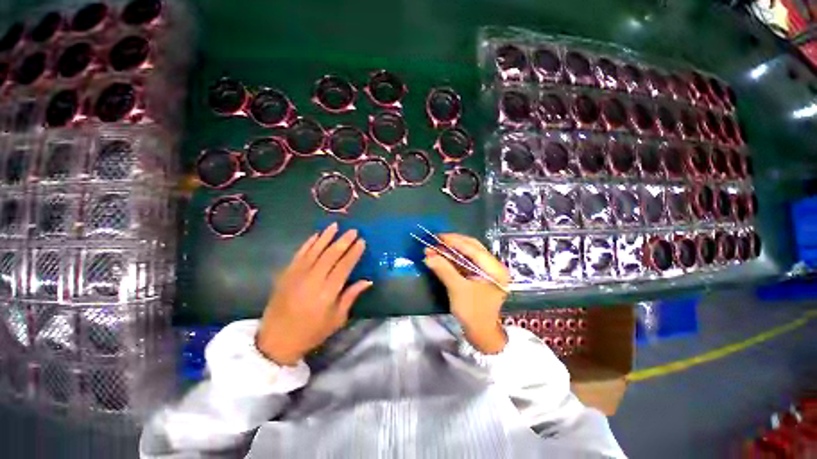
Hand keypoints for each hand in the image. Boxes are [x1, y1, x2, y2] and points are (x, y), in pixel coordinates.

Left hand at [256, 223, 371, 365]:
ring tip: (335, 225)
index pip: (344, 267)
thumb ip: (351, 296)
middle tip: (353, 230)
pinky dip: (308, 243)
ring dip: (326, 236)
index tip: (362, 242)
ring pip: (314, 250)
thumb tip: (367, 280)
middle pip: (330, 255)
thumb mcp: (337, 319)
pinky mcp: (286, 274)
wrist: (276, 341)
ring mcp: (297, 275)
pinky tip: (316, 235)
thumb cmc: (312, 332)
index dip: (354, 253)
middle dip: (343, 241)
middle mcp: (312, 280)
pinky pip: (299, 254)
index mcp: (327, 293)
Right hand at [423, 234, 510, 353]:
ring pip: (467, 255)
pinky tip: (440, 257)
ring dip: (450, 251)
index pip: (474, 249)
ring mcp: (485, 271)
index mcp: (495, 269)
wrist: (480, 334)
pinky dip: (452, 259)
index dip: (455, 241)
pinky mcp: (477, 276)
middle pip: (472, 248)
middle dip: (453, 243)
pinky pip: (464, 263)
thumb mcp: (458, 290)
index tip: (439, 237)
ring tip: (434, 247)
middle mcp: (493, 266)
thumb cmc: (473, 313)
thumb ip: (444, 270)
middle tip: (436, 239)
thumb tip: (427, 255)